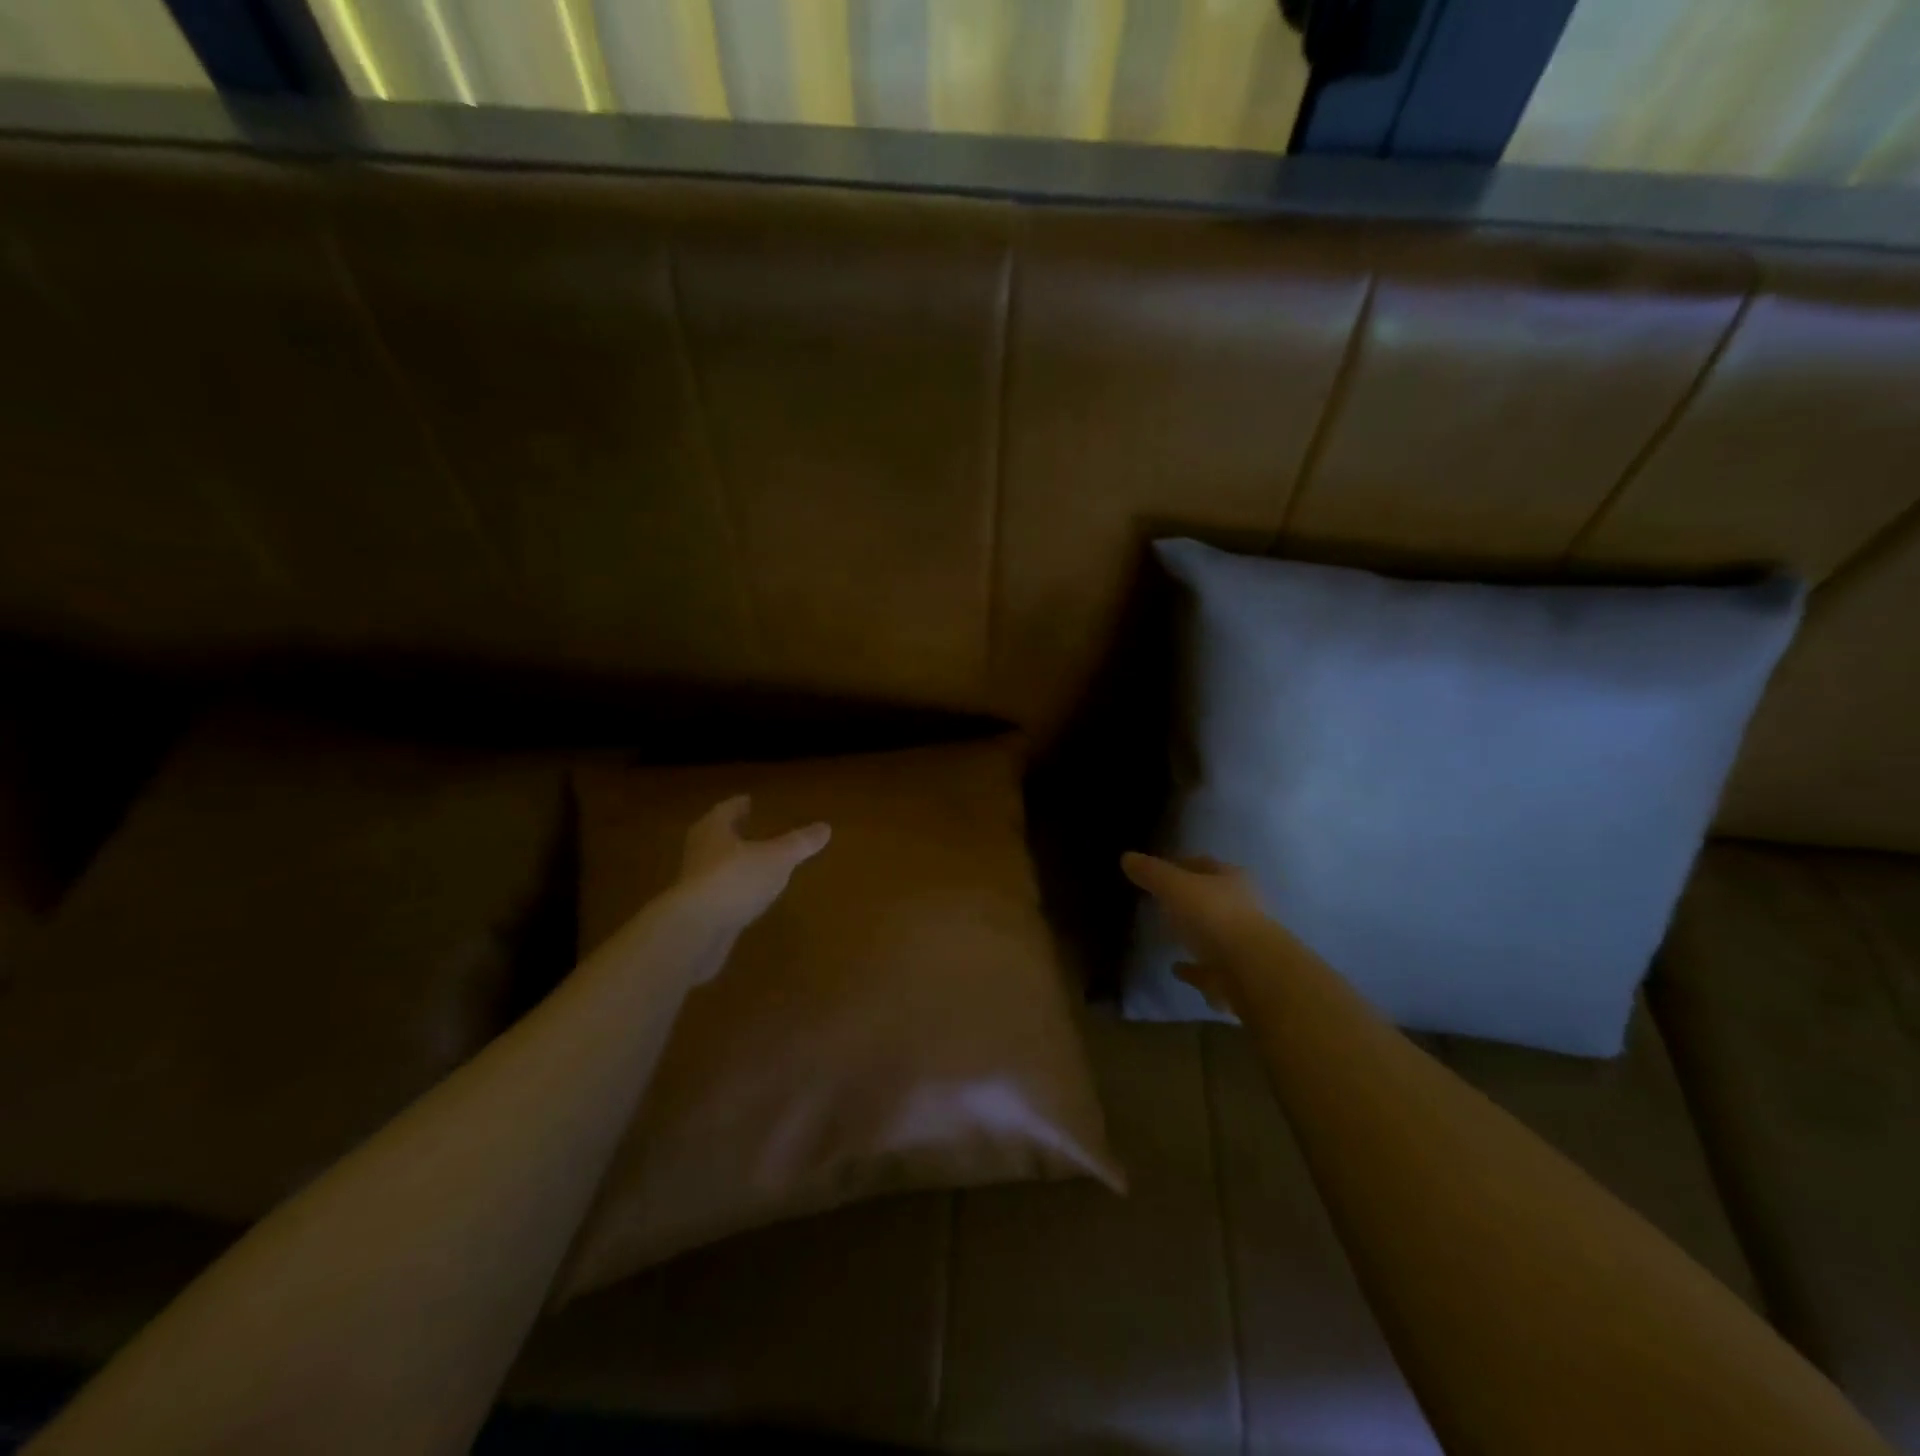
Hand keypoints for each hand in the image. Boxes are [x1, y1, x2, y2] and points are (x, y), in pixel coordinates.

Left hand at [677, 795, 830, 931]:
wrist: (695, 930)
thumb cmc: (735, 879)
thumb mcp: (777, 858)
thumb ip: (799, 843)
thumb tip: (826, 827)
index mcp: (714, 829)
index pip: (727, 809)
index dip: (739, 805)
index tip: (748, 800)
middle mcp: (699, 851)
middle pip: (715, 835)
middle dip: (732, 831)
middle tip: (748, 826)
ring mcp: (694, 883)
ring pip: (714, 864)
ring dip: (731, 861)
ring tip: (752, 862)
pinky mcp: (696, 912)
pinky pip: (717, 893)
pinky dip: (731, 890)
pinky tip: (745, 896)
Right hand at [1122, 852, 1266, 1014]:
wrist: (1251, 971)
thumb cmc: (1213, 916)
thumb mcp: (1175, 887)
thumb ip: (1151, 873)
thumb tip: (1126, 857)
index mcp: (1231, 880)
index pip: (1204, 865)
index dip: (1180, 864)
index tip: (1157, 870)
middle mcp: (1242, 908)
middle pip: (1212, 899)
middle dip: (1190, 900)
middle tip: (1161, 901)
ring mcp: (1242, 944)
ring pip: (1214, 934)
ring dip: (1195, 934)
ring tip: (1168, 935)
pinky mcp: (1236, 976)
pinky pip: (1209, 969)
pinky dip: (1193, 969)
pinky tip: (1176, 968)